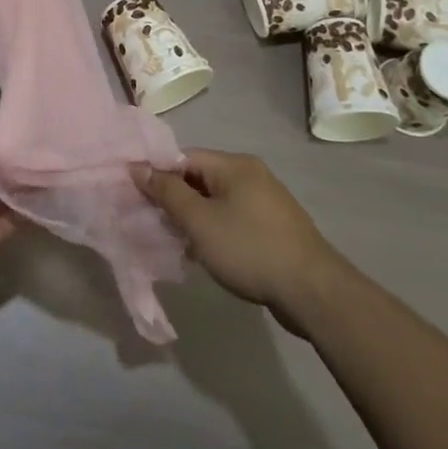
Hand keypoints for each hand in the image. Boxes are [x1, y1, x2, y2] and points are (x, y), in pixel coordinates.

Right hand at [135, 148, 344, 329]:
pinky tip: (202, 254)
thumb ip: (167, 192)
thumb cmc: (249, 248)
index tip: (135, 197)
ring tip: (173, 242)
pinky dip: (214, 230)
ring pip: (215, 201)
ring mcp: (265, 200)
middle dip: (174, 199)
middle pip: (199, 178)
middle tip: (151, 223)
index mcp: (234, 165)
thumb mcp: (199, 221)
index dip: (157, 174)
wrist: (312, 291)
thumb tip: (138, 166)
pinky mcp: (273, 226)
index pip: (183, 157)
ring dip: (193, 218)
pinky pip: (232, 218)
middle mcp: (251, 174)